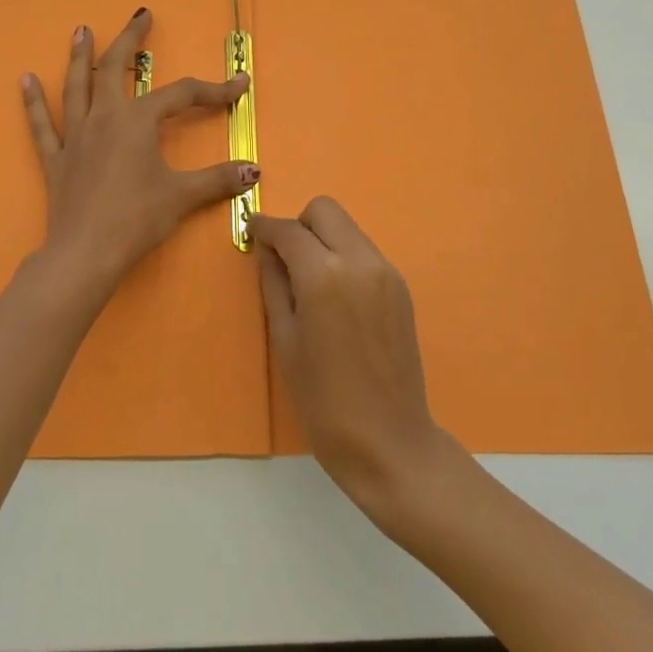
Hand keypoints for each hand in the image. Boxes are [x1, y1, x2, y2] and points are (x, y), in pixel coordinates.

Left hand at [21, 8, 257, 304]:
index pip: (182, 95)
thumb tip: (254, 170)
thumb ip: (218, 179)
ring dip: (80, 56)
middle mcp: (104, 118)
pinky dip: (33, 101)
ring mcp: (75, 136)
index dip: (214, 90)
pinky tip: (25, 79)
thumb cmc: (137, 219)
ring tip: (82, 30)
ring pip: (76, 86)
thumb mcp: (183, 196)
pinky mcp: (56, 159)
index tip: (239, 85)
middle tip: (141, 15)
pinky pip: (41, 125)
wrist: (86, 253)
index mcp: (137, 121)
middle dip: (130, 40)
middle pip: (115, 69)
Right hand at [252, 198, 454, 518]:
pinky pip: (364, 252)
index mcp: (325, 276)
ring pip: (347, 228)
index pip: (289, 230)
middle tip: (284, 258)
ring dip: (323, 239)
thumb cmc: (323, 399)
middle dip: (299, 225)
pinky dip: (343, 257)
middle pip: (325, 210)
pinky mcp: (401, 287)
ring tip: (309, 282)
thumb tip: (267, 250)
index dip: (265, 227)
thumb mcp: (285, 340)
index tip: (251, 232)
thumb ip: (274, 284)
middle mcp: (360, 261)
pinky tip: (335, 297)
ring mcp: (386, 272)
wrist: (388, 440)